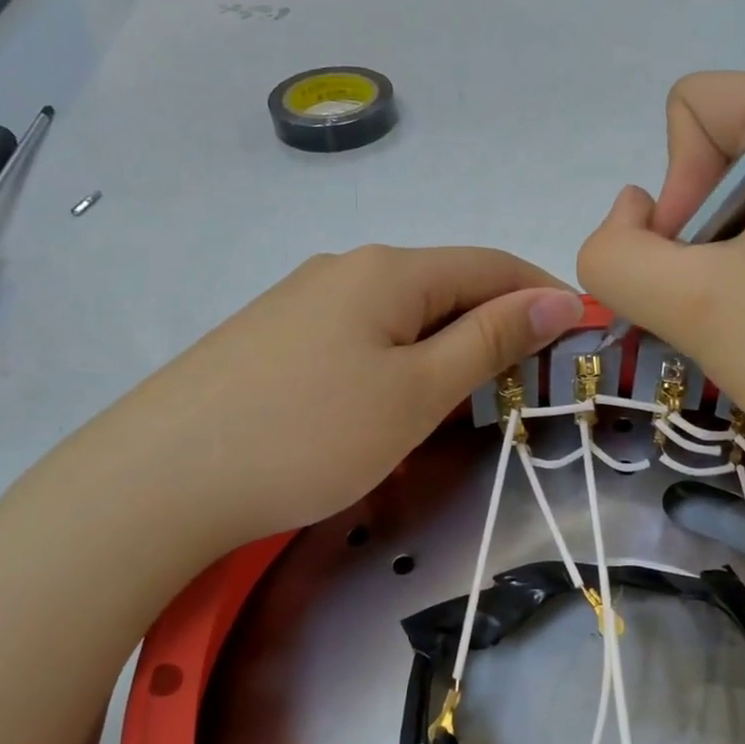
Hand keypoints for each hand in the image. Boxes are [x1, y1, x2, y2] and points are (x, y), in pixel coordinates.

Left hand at [88, 245, 583, 554]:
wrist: (160, 478)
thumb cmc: (309, 435)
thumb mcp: (416, 392)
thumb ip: (490, 341)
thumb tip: (558, 298)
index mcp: (389, 270)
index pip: (492, 266)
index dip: (544, 295)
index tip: (584, 335)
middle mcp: (345, 268)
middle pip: (445, 286)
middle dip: (496, 327)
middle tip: (525, 385)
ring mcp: (301, 300)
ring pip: (401, 314)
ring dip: (446, 347)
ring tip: (463, 402)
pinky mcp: (272, 337)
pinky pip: (359, 336)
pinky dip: (397, 360)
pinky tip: (387, 402)